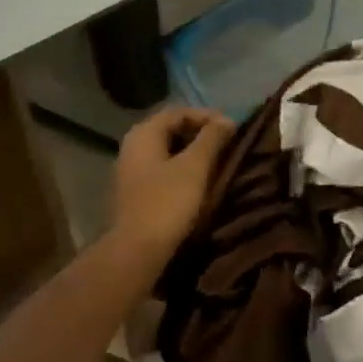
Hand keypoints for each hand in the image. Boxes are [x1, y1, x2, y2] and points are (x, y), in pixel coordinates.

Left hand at [109, 107, 235, 264]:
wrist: (137, 250)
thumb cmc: (167, 202)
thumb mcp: (195, 167)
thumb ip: (211, 139)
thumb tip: (227, 119)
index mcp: (144, 133)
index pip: (178, 112)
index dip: (206, 116)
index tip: (232, 128)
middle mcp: (133, 145)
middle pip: (170, 129)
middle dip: (200, 134)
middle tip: (227, 144)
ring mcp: (130, 169)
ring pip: (167, 150)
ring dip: (192, 153)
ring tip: (218, 162)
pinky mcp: (134, 191)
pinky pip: (162, 169)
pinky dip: (181, 169)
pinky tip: (198, 181)